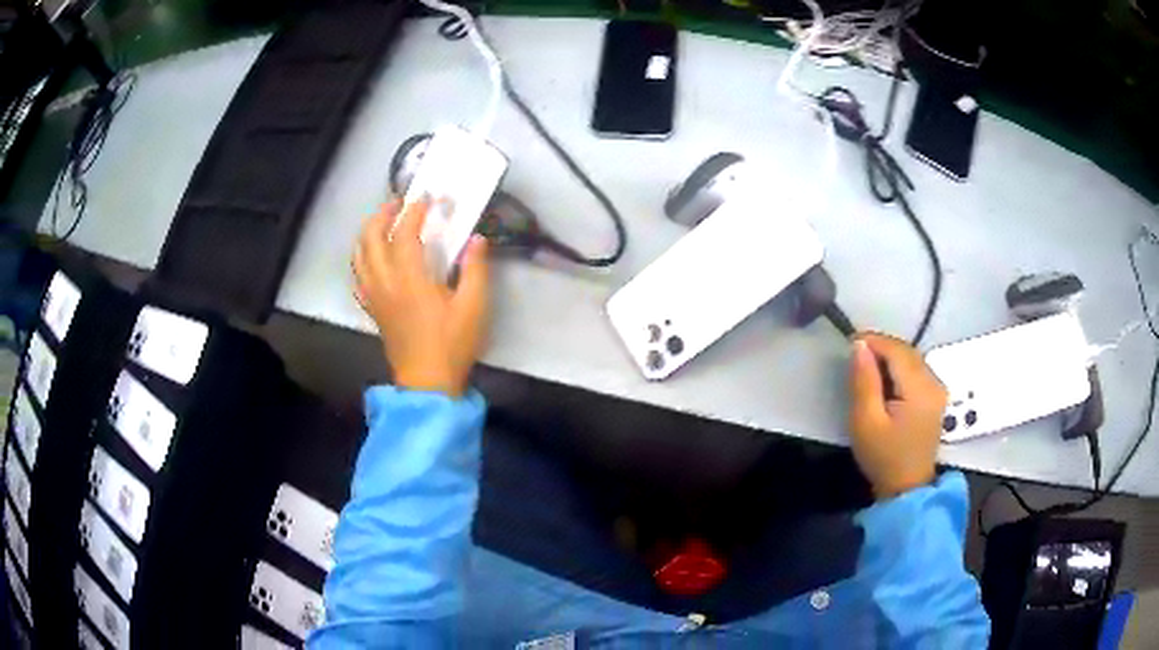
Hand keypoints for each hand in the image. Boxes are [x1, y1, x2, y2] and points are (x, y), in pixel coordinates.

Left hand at [353, 199, 489, 397]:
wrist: (427, 383)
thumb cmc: (452, 344)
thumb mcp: (474, 307)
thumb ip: (476, 269)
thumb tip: (477, 240)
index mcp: (409, 279)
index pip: (405, 234)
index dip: (415, 211)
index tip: (427, 197)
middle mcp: (385, 282)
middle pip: (371, 238)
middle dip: (382, 214)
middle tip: (399, 203)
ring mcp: (374, 296)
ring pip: (360, 255)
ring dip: (368, 232)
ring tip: (383, 222)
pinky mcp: (373, 309)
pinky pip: (359, 276)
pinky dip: (362, 258)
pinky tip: (372, 256)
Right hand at [848, 332, 946, 499]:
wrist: (907, 489)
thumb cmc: (883, 458)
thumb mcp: (865, 422)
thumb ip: (864, 381)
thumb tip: (859, 346)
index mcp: (920, 389)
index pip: (896, 350)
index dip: (873, 341)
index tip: (850, 343)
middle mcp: (934, 382)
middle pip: (907, 351)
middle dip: (881, 347)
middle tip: (855, 355)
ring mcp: (938, 389)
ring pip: (912, 359)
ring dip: (890, 357)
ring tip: (867, 367)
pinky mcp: (936, 397)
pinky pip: (916, 370)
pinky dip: (899, 368)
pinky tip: (885, 380)